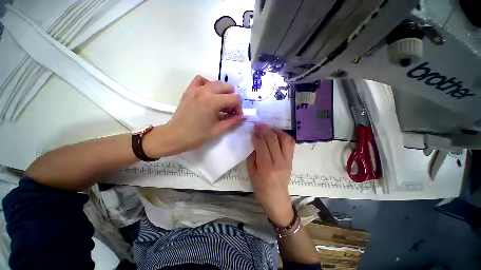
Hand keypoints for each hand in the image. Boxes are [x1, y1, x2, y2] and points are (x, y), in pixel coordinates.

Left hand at [144, 75, 244, 156]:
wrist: (175, 136)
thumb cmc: (197, 136)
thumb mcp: (218, 130)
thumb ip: (233, 121)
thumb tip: (243, 116)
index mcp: (213, 102)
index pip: (235, 98)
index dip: (239, 107)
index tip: (236, 116)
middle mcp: (206, 91)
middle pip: (228, 87)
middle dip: (232, 99)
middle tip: (229, 110)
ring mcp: (196, 89)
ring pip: (216, 83)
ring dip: (223, 92)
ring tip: (220, 103)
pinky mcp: (189, 90)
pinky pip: (201, 80)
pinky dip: (208, 84)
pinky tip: (209, 94)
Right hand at [247, 123, 295, 226]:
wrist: (277, 199)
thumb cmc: (261, 188)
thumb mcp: (252, 173)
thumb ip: (253, 156)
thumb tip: (255, 142)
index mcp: (266, 167)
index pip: (262, 145)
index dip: (256, 137)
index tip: (252, 133)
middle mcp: (279, 162)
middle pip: (273, 139)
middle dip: (264, 129)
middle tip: (258, 125)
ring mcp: (287, 160)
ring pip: (284, 138)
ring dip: (275, 130)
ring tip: (268, 128)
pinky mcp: (291, 160)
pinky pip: (290, 143)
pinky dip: (284, 135)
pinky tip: (277, 134)